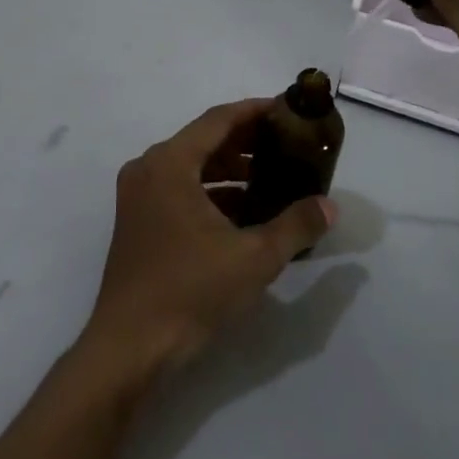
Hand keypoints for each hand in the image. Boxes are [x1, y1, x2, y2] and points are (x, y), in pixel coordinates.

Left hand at [80, 100, 335, 379]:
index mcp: (169, 163)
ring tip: (273, 179)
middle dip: (246, 142)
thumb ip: (295, 226)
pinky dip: (212, 194)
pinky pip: (180, 190)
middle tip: (287, 145)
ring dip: (231, 170)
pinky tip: (245, 213)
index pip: (218, 120)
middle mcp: (149, 169)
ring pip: (192, 167)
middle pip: (204, 140)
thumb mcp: (253, 258)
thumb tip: (329, 206)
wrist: (130, 348)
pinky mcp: (138, 221)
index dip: (254, 111)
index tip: (286, 109)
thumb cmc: (190, 291)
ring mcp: (139, 196)